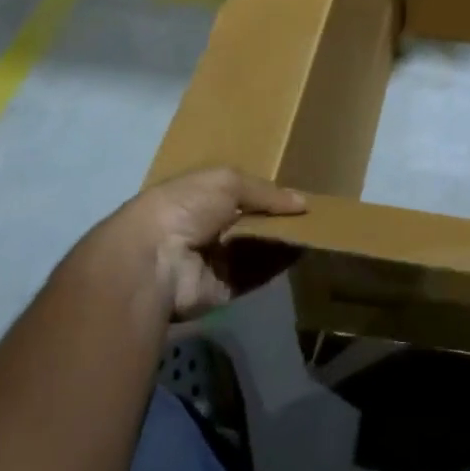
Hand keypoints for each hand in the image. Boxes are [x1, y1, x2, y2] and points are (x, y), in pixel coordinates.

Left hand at [85, 167, 305, 319]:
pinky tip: (302, 251)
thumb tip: (302, 202)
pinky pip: (256, 275)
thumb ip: (266, 191)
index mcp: (199, 198)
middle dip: (276, 219)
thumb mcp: (227, 182)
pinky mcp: (223, 289)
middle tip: (311, 215)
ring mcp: (214, 261)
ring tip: (315, 230)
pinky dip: (277, 264)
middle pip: (250, 223)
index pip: (238, 194)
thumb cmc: (185, 207)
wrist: (154, 260)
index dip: (265, 194)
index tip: (294, 195)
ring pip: (256, 249)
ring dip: (281, 241)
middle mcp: (206, 229)